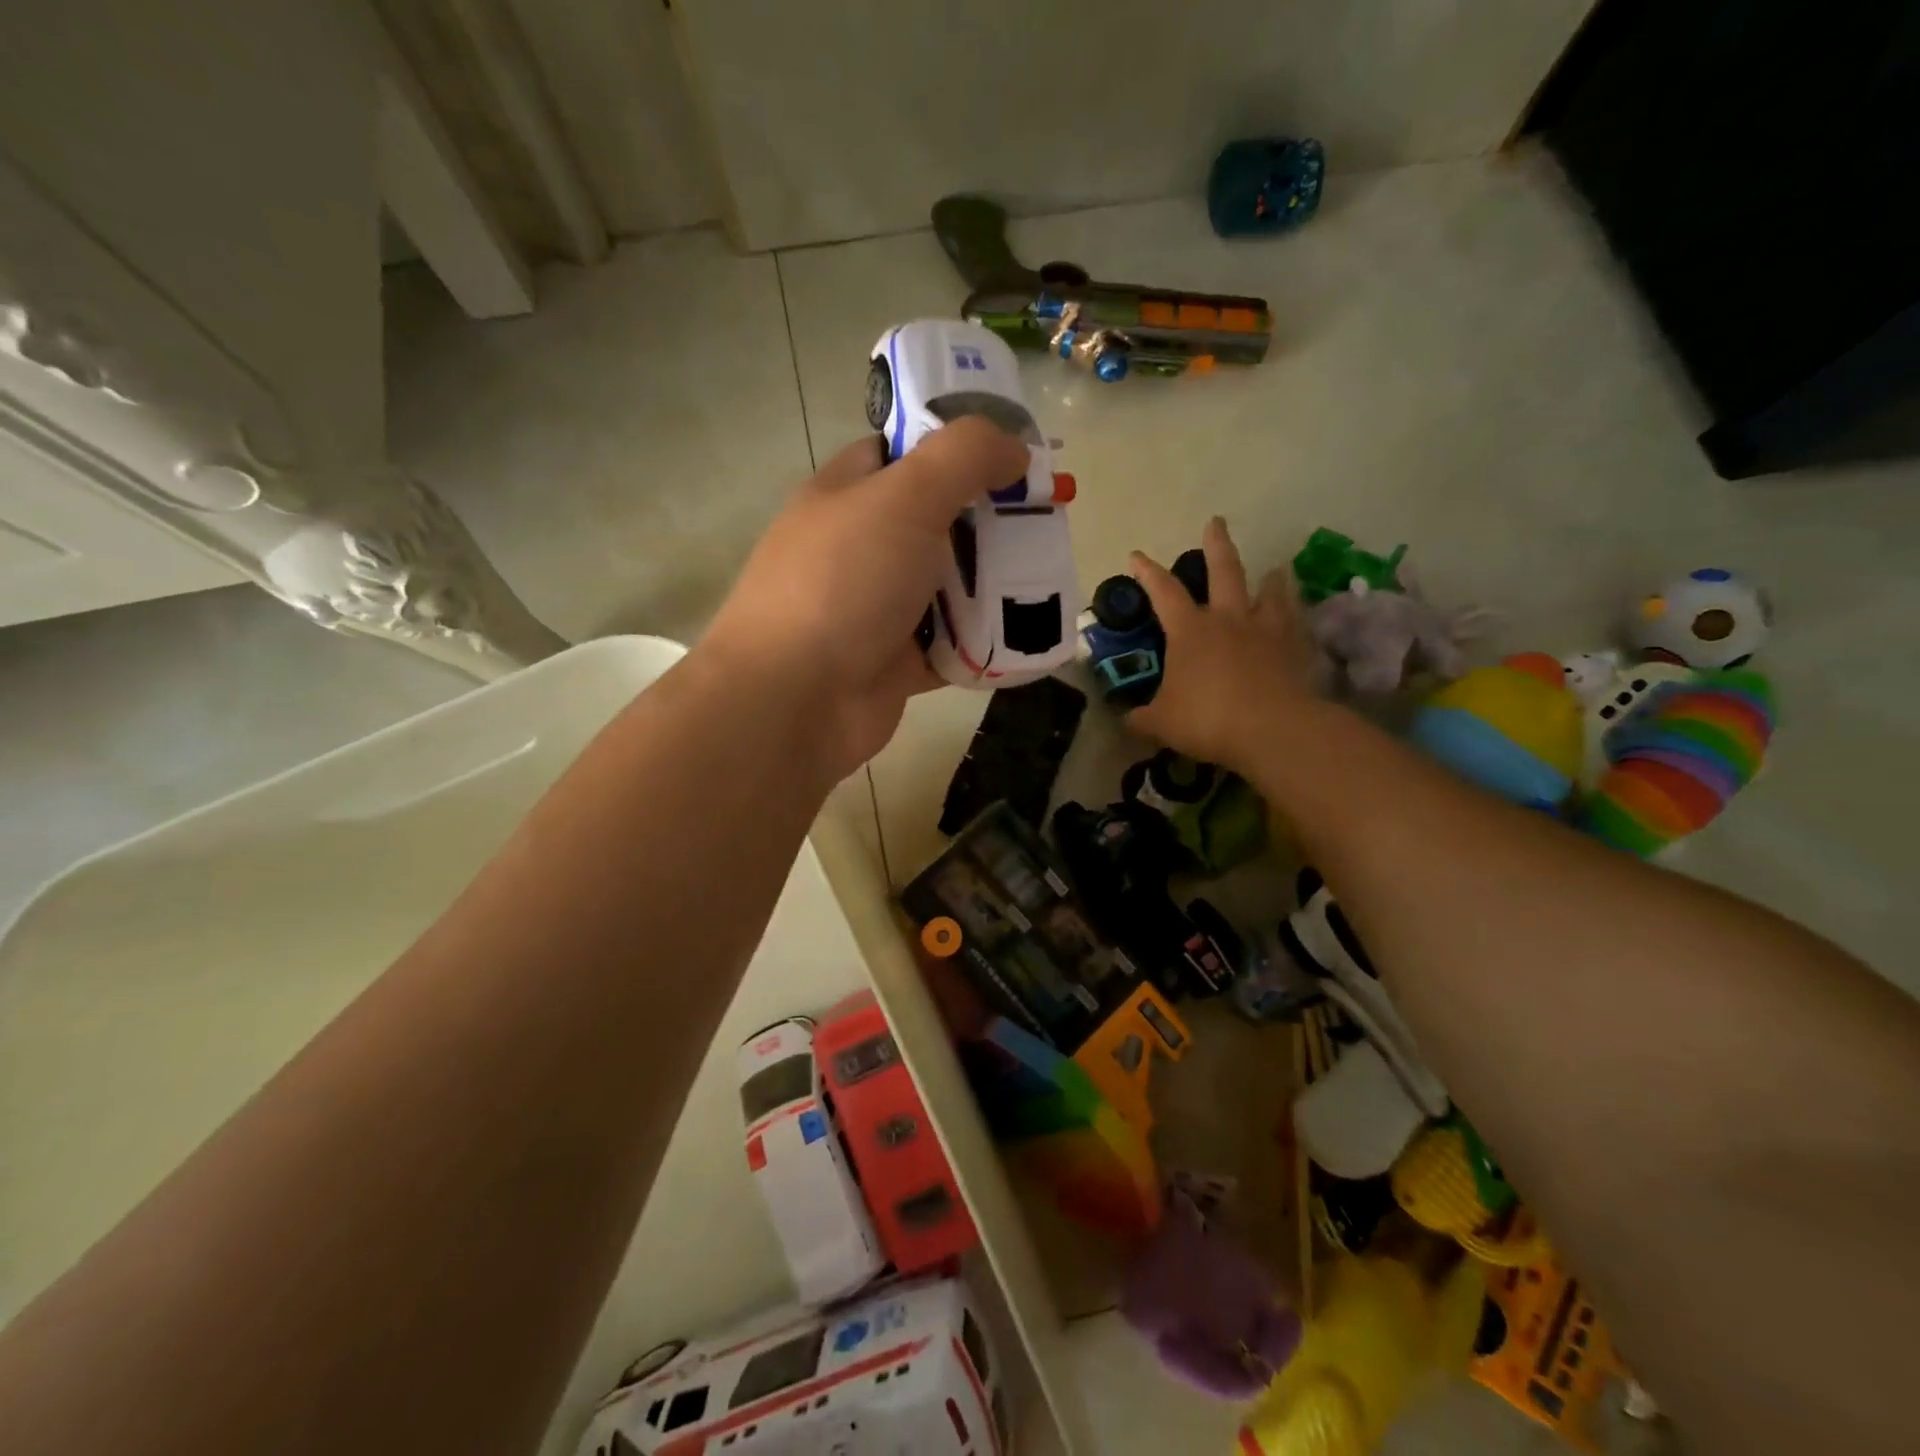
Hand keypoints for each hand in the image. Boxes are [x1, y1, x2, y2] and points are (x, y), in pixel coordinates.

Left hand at [703, 418, 1028, 779]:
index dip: (955, 447)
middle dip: (990, 522)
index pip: (902, 454)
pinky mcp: (894, 664)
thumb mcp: (904, 498)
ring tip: (1051, 577)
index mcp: (847, 496)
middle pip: (936, 523)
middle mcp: (860, 549)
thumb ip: (962, 457)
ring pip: (947, 588)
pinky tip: (1031, 637)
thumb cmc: (845, 583)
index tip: (1013, 455)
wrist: (795, 700)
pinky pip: (951, 646)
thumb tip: (1013, 446)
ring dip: (994, 586)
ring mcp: (876, 610)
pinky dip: (985, 643)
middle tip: (1048, 521)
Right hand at [1124, 516, 1319, 771]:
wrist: (1272, 729)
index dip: (1148, 572)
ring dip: (1270, 578)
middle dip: (1216, 545)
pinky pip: (1295, 622)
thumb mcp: (1161, 722)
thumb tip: (1127, 718)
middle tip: (1216, 522)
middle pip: (1224, 571)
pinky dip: (1295, 614)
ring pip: (1269, 592)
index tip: (1137, 555)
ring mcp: (1265, 631)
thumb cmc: (1207, 719)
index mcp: (1190, 631)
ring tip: (1274, 569)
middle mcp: (1228, 620)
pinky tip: (1297, 615)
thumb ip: (1142, 717)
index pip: (1163, 592)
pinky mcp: (1294, 648)